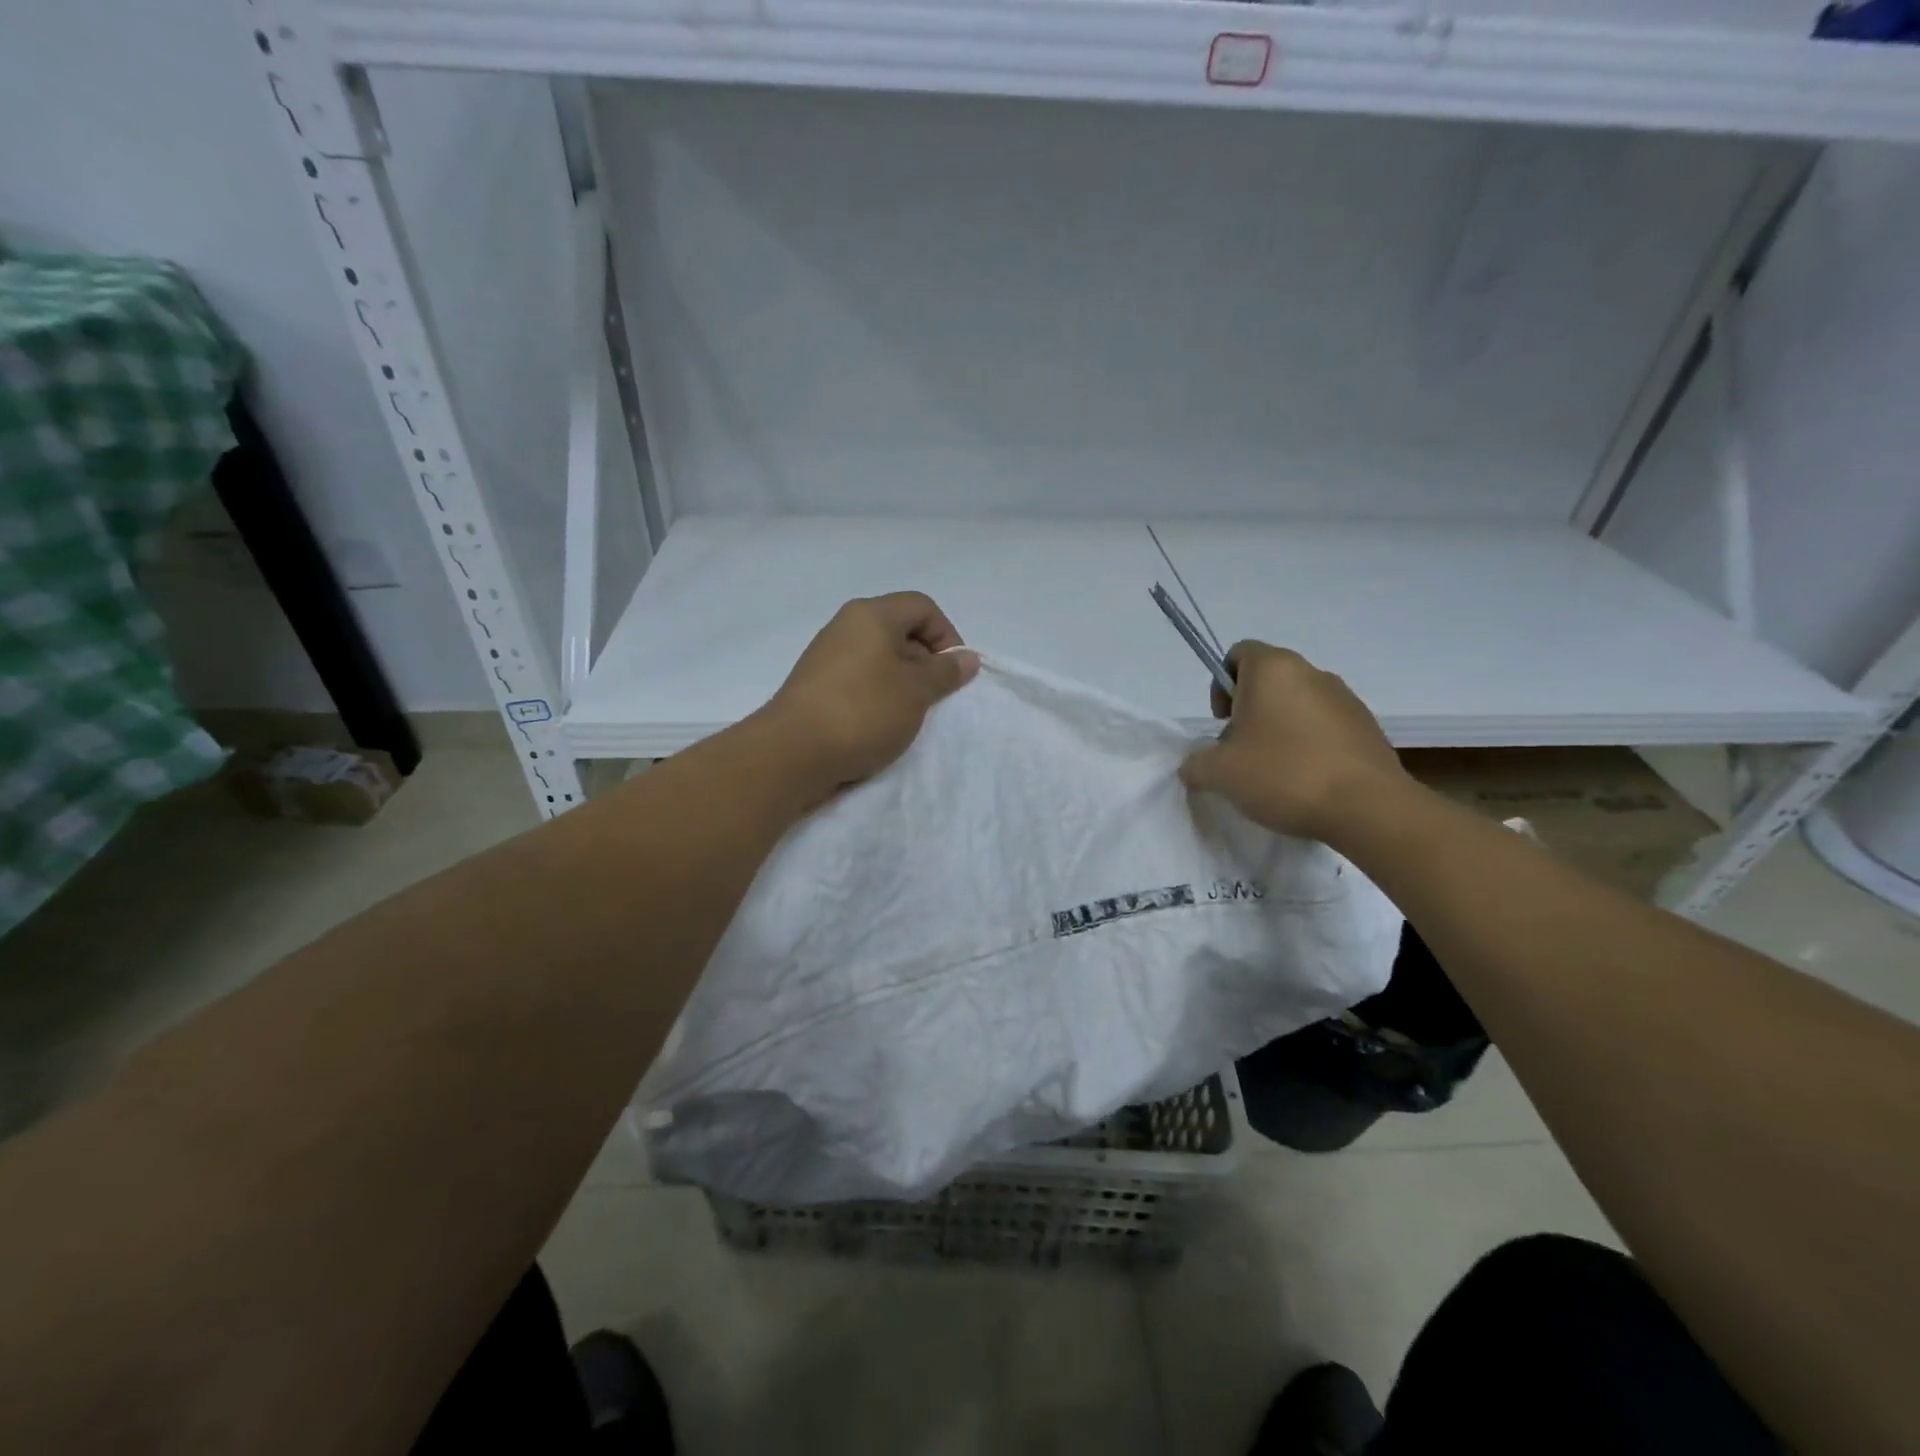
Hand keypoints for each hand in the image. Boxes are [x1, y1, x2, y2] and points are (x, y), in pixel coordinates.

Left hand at [757, 592, 979, 800]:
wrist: (793, 752)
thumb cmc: (864, 711)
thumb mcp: (916, 692)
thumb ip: (945, 672)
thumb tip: (967, 658)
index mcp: (872, 615)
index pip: (923, 607)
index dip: (947, 636)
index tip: (953, 673)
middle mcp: (846, 626)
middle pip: (900, 630)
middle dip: (925, 661)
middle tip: (933, 698)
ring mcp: (826, 656)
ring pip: (879, 657)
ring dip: (902, 682)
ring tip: (907, 715)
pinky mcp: (815, 685)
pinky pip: (859, 679)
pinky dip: (877, 695)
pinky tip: (879, 724)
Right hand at [1179, 642, 1409, 842]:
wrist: (1368, 808)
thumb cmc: (1284, 775)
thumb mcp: (1219, 774)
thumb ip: (1196, 764)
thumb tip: (1194, 765)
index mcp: (1273, 670)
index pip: (1238, 653)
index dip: (1221, 684)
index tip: (1222, 721)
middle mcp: (1311, 673)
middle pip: (1268, 680)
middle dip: (1249, 711)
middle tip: (1241, 751)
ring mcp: (1345, 699)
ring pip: (1298, 703)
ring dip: (1279, 728)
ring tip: (1275, 771)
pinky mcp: (1367, 727)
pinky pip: (1325, 726)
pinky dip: (1309, 744)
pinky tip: (1306, 780)